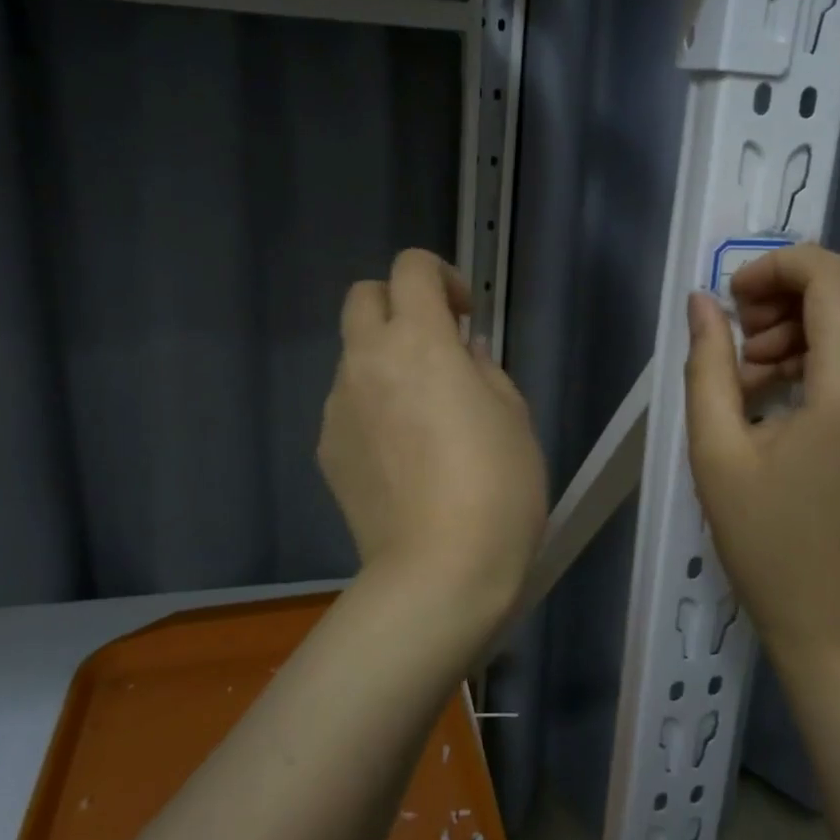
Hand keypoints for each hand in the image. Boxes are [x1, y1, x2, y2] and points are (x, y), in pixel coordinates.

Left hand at [319, 249, 547, 631]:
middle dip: (398, 304)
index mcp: (418, 341)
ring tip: (423, 414)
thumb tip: (461, 353)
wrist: (439, 571)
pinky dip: (372, 407)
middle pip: (363, 297)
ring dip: (385, 361)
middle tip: (436, 345)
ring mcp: (338, 408)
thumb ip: (482, 368)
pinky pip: (348, 406)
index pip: (411, 268)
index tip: (465, 315)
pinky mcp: (327, 450)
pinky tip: (402, 455)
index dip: (441, 276)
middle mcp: (366, 362)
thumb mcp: (512, 414)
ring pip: (353, 356)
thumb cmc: (496, 485)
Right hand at [683, 245, 839, 661]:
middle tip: (746, 333)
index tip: (730, 301)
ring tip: (759, 367)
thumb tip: (701, 301)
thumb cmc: (769, 545)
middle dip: (798, 283)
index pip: (833, 276)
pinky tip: (789, 385)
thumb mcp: (718, 452)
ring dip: (815, 312)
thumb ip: (709, 364)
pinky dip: (835, 340)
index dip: (776, 267)